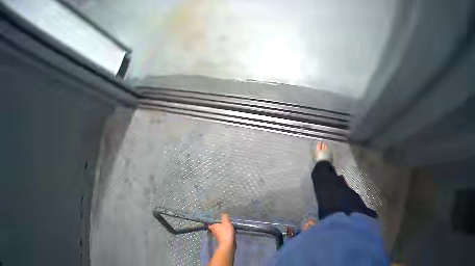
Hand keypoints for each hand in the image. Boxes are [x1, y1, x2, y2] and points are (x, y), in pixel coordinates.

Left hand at [209, 213, 235, 248]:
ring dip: (224, 230)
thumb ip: (225, 217)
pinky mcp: (221, 240)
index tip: (218, 220)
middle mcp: (213, 231)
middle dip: (220, 225)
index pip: (211, 223)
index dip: (214, 221)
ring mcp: (217, 236)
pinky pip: (223, 235)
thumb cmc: (226, 232)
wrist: (228, 244)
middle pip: (216, 227)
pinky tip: (231, 233)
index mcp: (213, 226)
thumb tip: (223, 213)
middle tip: (226, 223)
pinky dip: (226, 234)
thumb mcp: (226, 222)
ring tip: (230, 228)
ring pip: (220, 231)